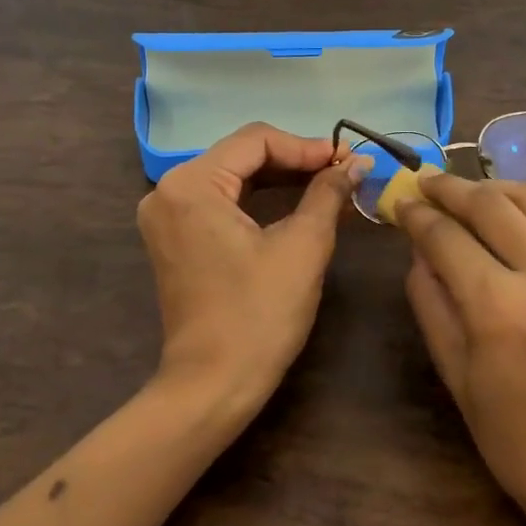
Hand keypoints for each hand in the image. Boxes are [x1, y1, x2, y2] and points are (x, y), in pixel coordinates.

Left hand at [137, 122, 369, 411]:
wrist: (213, 385)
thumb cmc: (259, 314)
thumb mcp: (303, 246)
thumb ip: (328, 193)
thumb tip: (357, 162)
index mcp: (191, 184)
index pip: (256, 140)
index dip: (307, 146)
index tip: (348, 159)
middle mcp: (168, 190)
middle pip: (241, 154)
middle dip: (296, 160)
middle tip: (343, 170)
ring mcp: (167, 215)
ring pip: (233, 176)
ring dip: (281, 178)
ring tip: (329, 183)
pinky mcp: (175, 237)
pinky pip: (221, 201)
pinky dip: (259, 199)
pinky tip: (297, 202)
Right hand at [399, 175, 525, 525]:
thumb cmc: (519, 443)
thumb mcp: (457, 377)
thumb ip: (431, 304)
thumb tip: (419, 253)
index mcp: (499, 308)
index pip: (445, 237)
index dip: (416, 215)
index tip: (400, 202)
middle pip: (490, 203)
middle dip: (450, 187)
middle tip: (425, 181)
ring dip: (493, 188)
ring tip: (466, 192)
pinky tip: (509, 226)